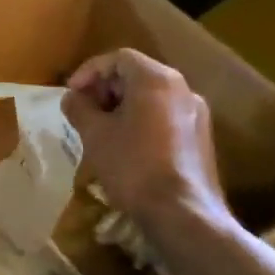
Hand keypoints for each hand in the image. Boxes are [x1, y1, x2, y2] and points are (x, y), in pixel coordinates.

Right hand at [63, 50, 227, 239]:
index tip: (72, 92)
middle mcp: (182, 89)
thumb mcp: (94, 134)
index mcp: (156, 79)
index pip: (118, 58)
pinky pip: (164, 117)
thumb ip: (79, 108)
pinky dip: (141, 121)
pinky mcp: (201, 139)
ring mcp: (196, 115)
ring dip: (121, 106)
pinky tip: (125, 146)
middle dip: (105, 88)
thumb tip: (72, 98)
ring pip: (151, 97)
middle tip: (84, 110)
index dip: (89, 71)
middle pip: (136, 74)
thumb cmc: (133, 165)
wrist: (184, 215)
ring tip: (100, 129)